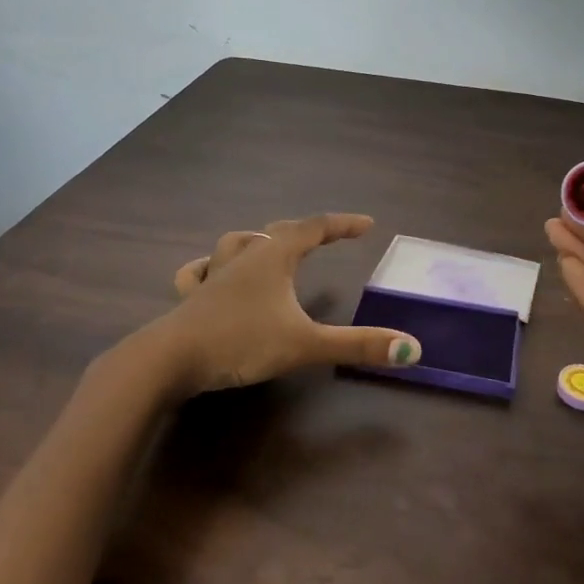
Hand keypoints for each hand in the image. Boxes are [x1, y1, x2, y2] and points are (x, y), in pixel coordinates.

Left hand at [159, 213, 421, 393]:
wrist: (169, 360)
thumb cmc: (241, 342)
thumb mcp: (305, 344)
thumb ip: (357, 345)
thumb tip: (413, 348)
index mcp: (273, 257)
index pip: (315, 228)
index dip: (343, 224)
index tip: (367, 224)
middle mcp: (244, 257)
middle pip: (278, 231)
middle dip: (307, 231)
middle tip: (327, 237)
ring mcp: (213, 275)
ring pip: (237, 243)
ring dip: (258, 241)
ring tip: (269, 247)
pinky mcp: (191, 298)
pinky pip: (200, 272)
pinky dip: (211, 268)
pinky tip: (210, 275)